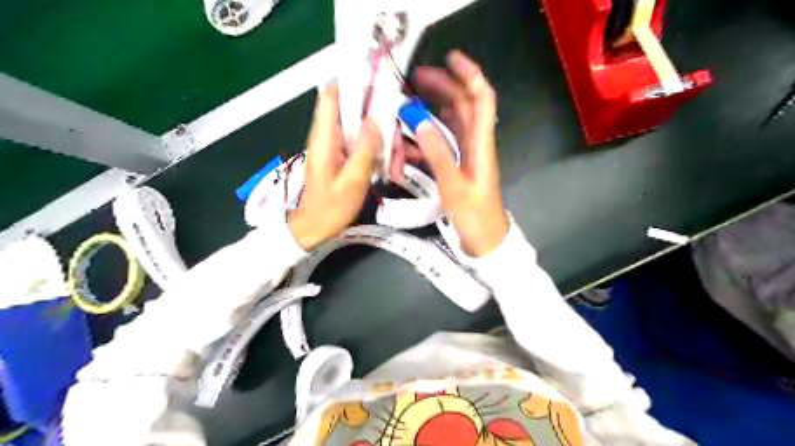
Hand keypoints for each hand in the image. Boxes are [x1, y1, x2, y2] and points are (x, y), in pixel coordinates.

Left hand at [288, 83, 383, 250]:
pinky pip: (367, 144)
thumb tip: (375, 119)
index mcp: (325, 137)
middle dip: (384, 127)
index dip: (356, 84)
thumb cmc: (330, 209)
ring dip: (386, 145)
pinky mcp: (345, 155)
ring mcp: (339, 145)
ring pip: (368, 130)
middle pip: (360, 113)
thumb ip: (364, 149)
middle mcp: (331, 135)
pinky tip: (390, 171)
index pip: (333, 94)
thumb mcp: (352, 181)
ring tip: (395, 169)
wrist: (315, 228)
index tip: (383, 89)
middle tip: (398, 151)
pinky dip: (381, 154)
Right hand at [395, 51, 507, 255]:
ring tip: (405, 107)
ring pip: (449, 124)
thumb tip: (420, 121)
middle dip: (442, 88)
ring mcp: (465, 156)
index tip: (450, 59)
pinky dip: (425, 139)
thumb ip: (438, 154)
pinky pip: (441, 145)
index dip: (470, 75)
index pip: (481, 100)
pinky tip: (408, 142)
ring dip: (430, 113)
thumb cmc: (475, 218)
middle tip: (415, 80)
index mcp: (481, 145)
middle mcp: (475, 145)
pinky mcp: (457, 168)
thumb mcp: (454, 187)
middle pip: (462, 106)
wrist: (486, 243)